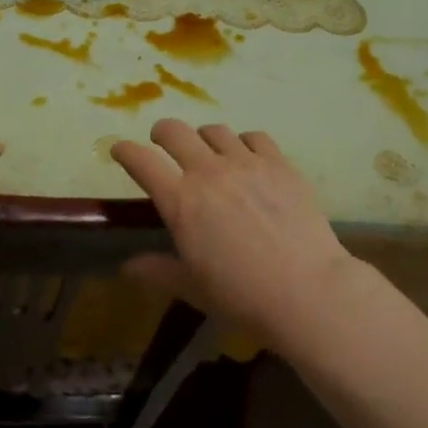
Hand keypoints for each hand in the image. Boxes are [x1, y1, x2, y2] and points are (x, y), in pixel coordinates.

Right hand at [111, 120, 357, 340]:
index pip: (141, 160)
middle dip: (161, 133)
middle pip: (174, 131)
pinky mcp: (279, 163)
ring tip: (208, 152)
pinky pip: (255, 137)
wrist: (307, 291)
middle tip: (162, 144)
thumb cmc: (242, 296)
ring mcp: (246, 163)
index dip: (125, 150)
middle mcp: (208, 171)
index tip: (120, 150)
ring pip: (214, 130)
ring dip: (203, 138)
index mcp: (180, 201)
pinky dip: (244, 142)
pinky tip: (248, 157)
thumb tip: (128, 267)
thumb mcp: (193, 287)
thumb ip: (158, 271)